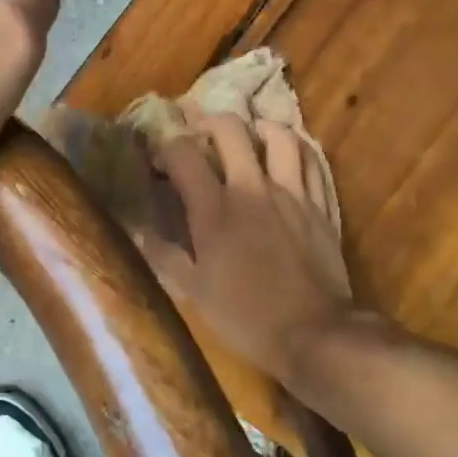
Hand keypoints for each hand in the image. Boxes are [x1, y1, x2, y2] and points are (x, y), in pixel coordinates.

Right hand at [134, 113, 354, 388]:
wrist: (314, 334)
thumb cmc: (245, 317)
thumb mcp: (193, 292)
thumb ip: (164, 254)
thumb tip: (137, 229)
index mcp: (214, 210)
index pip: (182, 155)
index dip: (165, 147)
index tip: (158, 158)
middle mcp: (252, 190)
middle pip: (230, 130)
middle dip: (207, 122)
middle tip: (198, 133)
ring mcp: (291, 194)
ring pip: (278, 135)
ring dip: (258, 128)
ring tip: (248, 136)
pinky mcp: (320, 205)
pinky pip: (312, 161)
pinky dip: (297, 149)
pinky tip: (287, 155)